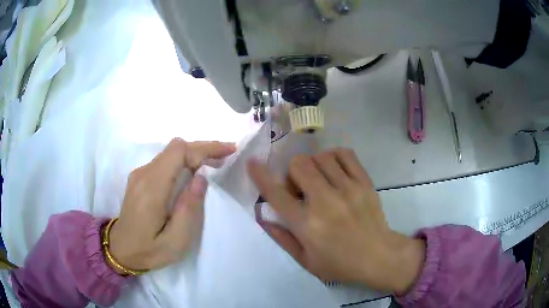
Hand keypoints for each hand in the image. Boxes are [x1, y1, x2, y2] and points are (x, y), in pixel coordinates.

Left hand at [108, 138, 235, 271]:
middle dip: (204, 147)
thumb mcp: (176, 242)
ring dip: (194, 153)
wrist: (120, 249)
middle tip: (226, 154)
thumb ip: (189, 209)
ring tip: (215, 163)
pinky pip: (165, 161)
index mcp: (152, 189)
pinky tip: (194, 172)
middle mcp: (144, 174)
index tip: (228, 151)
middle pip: (176, 147)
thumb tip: (201, 178)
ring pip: (171, 152)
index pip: (179, 152)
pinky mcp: (140, 178)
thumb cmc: (149, 250)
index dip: (205, 148)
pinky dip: (183, 161)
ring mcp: (140, 174)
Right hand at [248, 148, 424, 294]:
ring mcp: (347, 189)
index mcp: (307, 224)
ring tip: (319, 179)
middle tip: (301, 186)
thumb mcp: (305, 260)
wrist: (378, 256)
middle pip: (299, 165)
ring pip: (320, 157)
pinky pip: (345, 154)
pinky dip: (334, 156)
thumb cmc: (340, 264)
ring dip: (313, 165)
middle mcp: (325, 202)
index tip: (253, 163)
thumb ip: (282, 238)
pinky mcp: (364, 182)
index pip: (276, 194)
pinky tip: (334, 169)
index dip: (261, 176)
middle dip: (292, 172)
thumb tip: (263, 218)